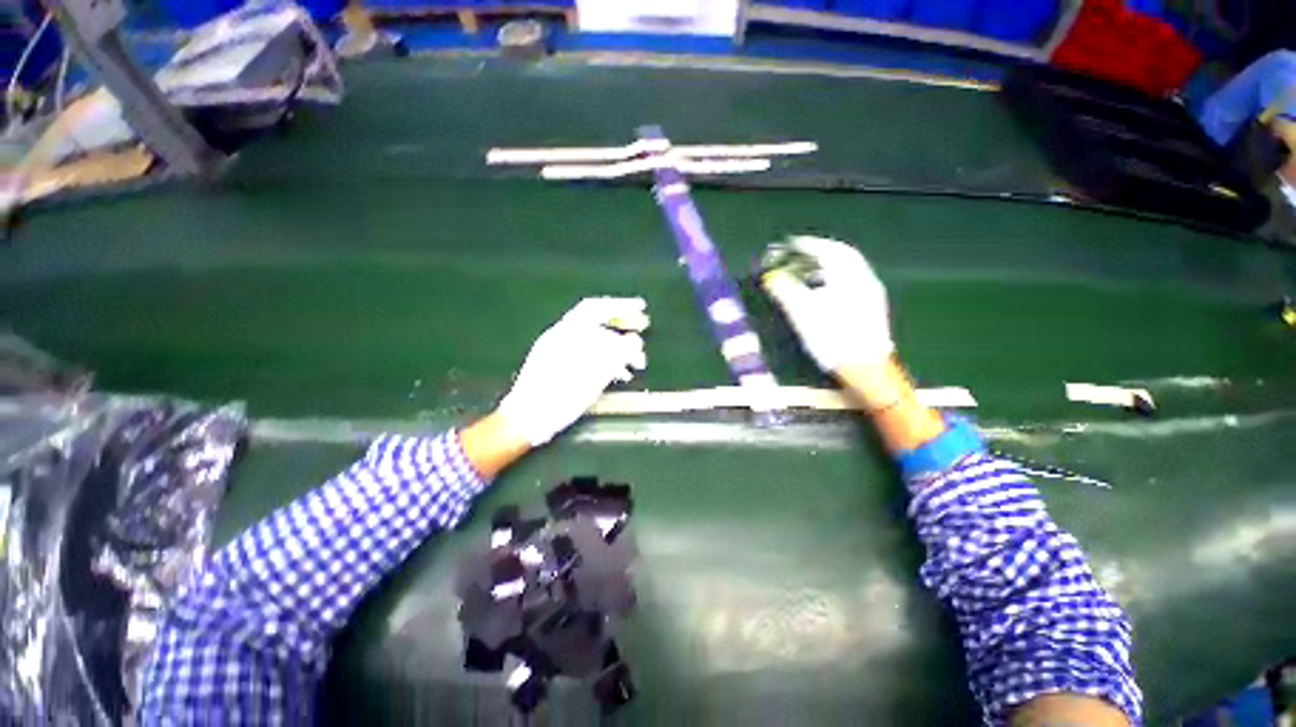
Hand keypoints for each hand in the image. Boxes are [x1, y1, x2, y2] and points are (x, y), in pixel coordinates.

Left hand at [497, 297, 648, 445]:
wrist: (526, 420)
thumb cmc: (558, 397)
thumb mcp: (592, 376)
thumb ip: (615, 355)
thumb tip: (635, 341)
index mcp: (565, 333)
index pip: (595, 308)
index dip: (620, 305)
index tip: (641, 307)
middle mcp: (561, 338)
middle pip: (597, 324)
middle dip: (623, 327)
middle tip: (643, 332)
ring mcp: (559, 353)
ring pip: (595, 342)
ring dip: (618, 349)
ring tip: (637, 364)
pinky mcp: (561, 368)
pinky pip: (589, 356)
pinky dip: (607, 361)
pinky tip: (620, 375)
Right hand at [761, 235, 893, 372]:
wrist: (866, 368)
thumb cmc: (832, 339)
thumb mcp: (803, 314)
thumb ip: (785, 291)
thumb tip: (770, 278)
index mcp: (848, 276)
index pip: (827, 250)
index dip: (807, 244)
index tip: (790, 243)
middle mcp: (864, 279)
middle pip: (842, 256)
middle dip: (819, 252)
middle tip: (799, 253)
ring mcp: (871, 294)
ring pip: (848, 270)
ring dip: (827, 265)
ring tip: (807, 271)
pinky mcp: (871, 308)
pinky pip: (851, 282)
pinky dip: (835, 278)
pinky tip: (824, 290)